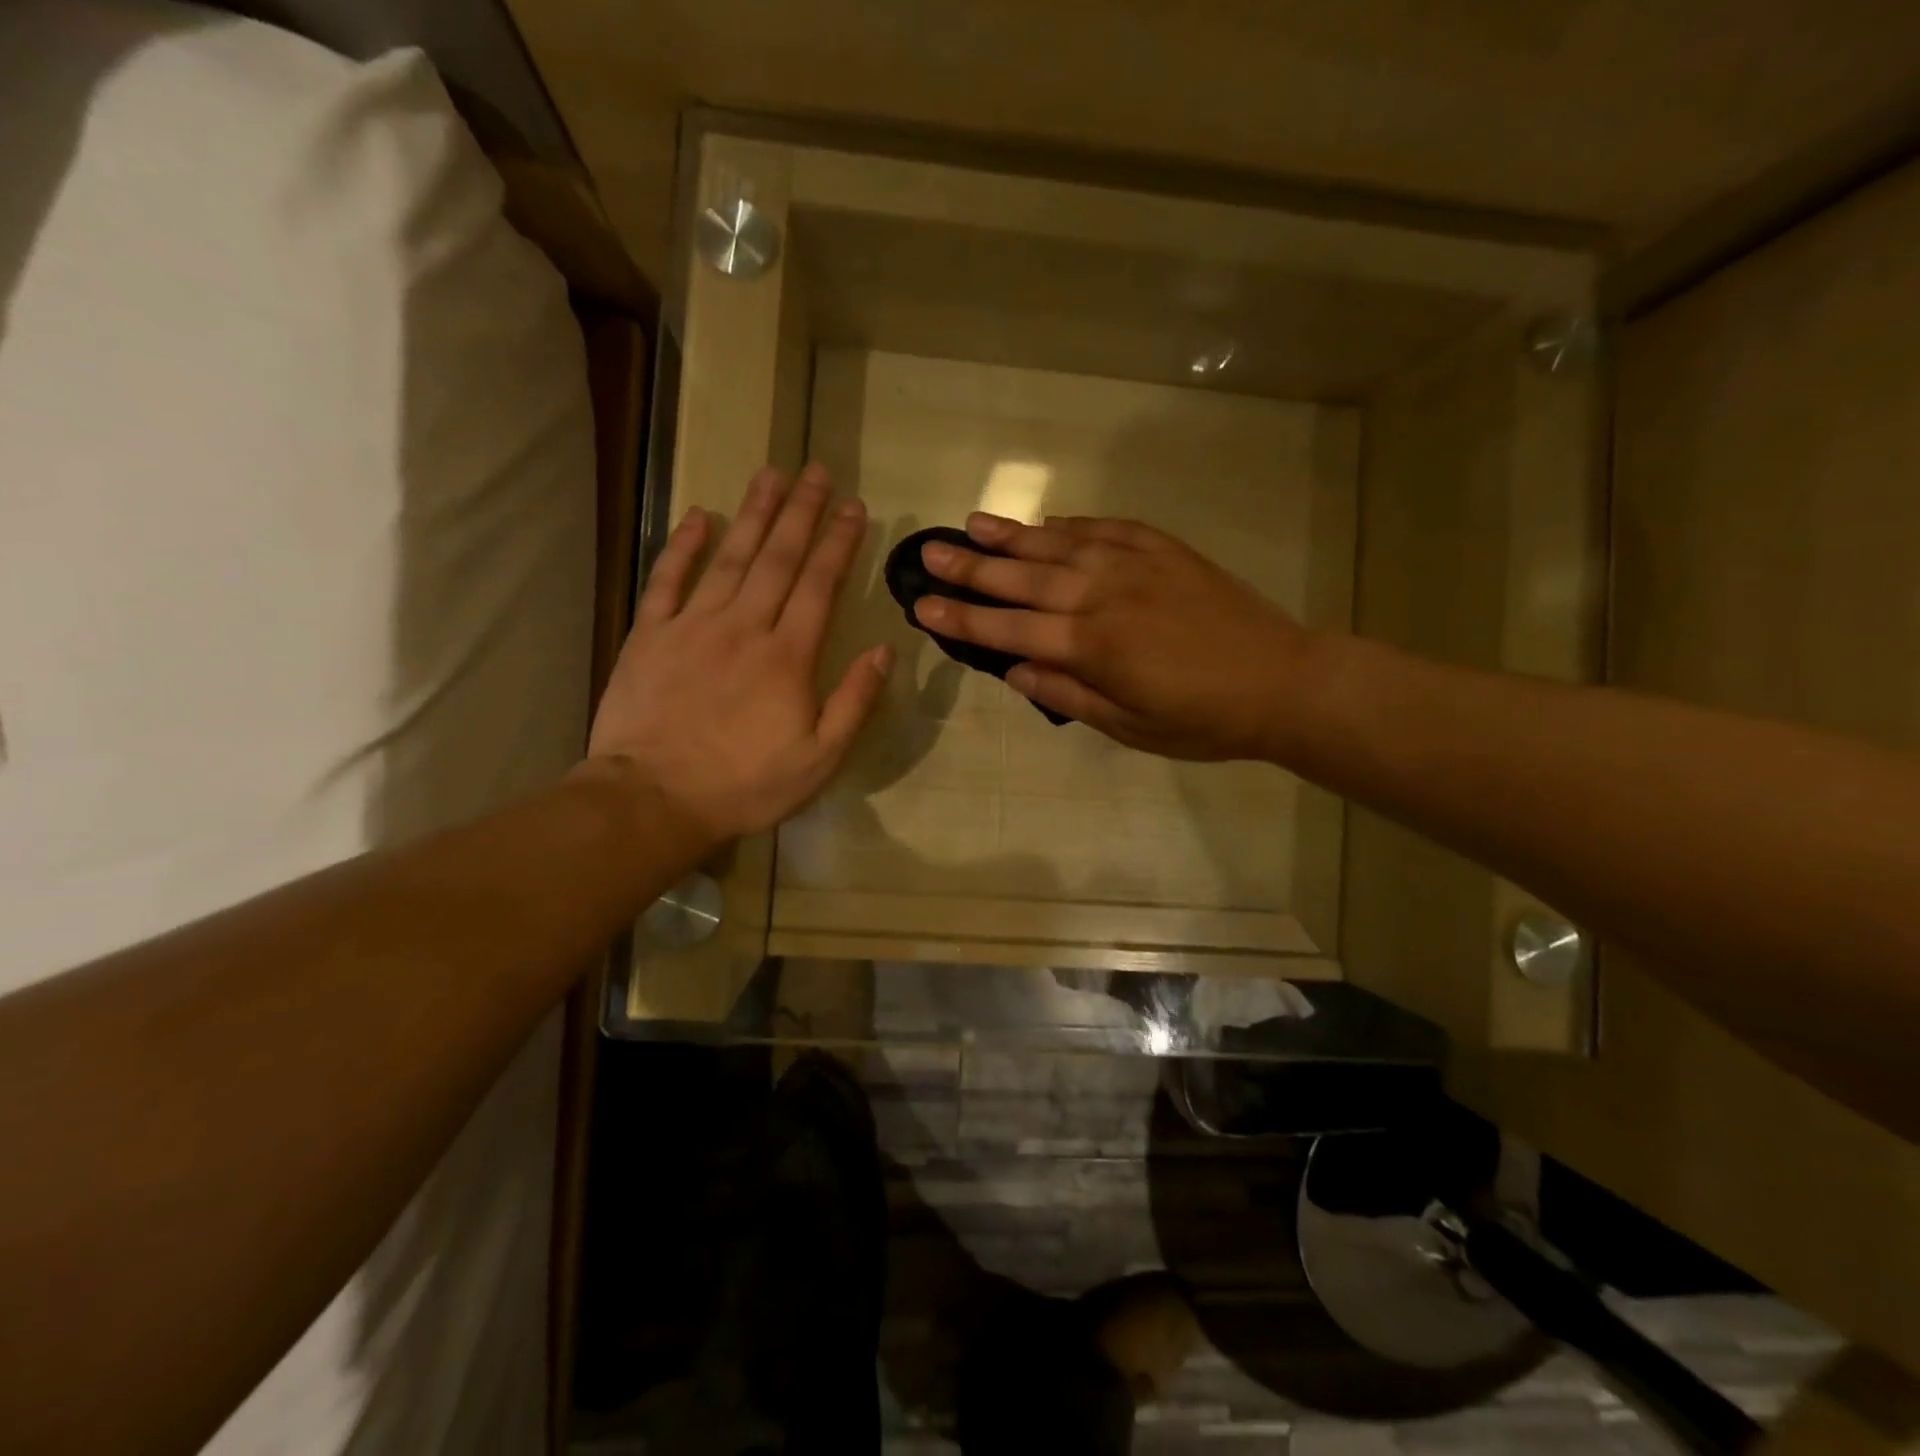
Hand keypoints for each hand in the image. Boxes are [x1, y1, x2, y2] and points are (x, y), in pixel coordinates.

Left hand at [586, 465, 890, 845]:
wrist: (654, 799)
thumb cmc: (745, 785)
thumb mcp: (820, 758)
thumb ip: (855, 702)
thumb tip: (885, 651)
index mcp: (788, 655)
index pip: (820, 584)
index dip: (838, 542)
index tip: (853, 507)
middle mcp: (744, 626)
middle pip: (778, 557)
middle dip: (801, 511)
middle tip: (816, 471)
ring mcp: (693, 625)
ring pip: (730, 556)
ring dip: (753, 513)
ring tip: (771, 475)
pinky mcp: (650, 635)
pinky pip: (668, 578)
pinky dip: (683, 544)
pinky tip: (699, 516)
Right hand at [913, 513, 1311, 761]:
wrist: (1282, 682)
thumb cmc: (1202, 720)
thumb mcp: (1130, 727)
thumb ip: (1068, 696)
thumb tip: (1014, 673)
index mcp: (1092, 647)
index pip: (1010, 630)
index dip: (963, 620)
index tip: (923, 607)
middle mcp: (1103, 596)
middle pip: (1024, 578)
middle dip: (971, 567)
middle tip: (929, 553)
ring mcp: (1135, 566)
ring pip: (1059, 544)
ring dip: (1012, 535)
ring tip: (971, 523)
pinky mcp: (1164, 550)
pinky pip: (1106, 528)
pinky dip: (1072, 524)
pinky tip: (1048, 520)